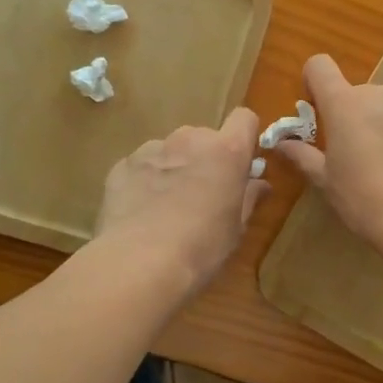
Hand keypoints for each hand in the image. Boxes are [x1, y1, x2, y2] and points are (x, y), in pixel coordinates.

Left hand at [94, 109, 267, 295]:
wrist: (139, 263)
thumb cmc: (202, 247)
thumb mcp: (236, 228)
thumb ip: (249, 198)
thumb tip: (260, 183)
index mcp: (227, 151)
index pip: (244, 119)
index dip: (245, 137)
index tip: (242, 163)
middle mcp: (190, 140)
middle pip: (205, 137)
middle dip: (206, 158)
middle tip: (203, 194)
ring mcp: (152, 149)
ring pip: (171, 150)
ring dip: (175, 167)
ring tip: (167, 205)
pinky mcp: (122, 165)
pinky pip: (142, 165)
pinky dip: (146, 180)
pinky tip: (142, 212)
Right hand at [276, 54, 382, 246]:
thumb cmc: (365, 199)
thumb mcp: (326, 182)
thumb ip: (303, 156)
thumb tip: (282, 143)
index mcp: (345, 104)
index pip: (320, 66)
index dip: (314, 82)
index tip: (316, 110)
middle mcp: (380, 95)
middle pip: (356, 94)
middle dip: (351, 116)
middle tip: (353, 155)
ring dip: (382, 126)